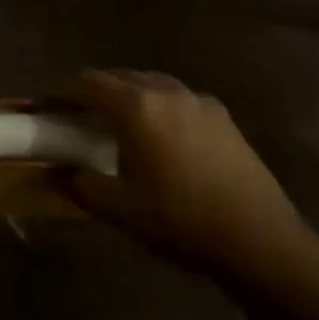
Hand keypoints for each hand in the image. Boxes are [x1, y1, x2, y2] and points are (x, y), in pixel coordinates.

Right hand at [68, 70, 312, 289]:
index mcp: (136, 106)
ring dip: (135, 99)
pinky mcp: (226, 119)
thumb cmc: (180, 220)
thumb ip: (81, 185)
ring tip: (128, 130)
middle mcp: (166, 92)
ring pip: (154, 86)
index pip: (89, 82)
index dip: (68, 94)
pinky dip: (165, 111)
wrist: (261, 242)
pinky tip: (169, 143)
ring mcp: (200, 102)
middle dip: (101, 94)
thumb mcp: (120, 209)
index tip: (59, 114)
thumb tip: (57, 172)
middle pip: (122, 78)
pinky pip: (182, 102)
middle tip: (89, 123)